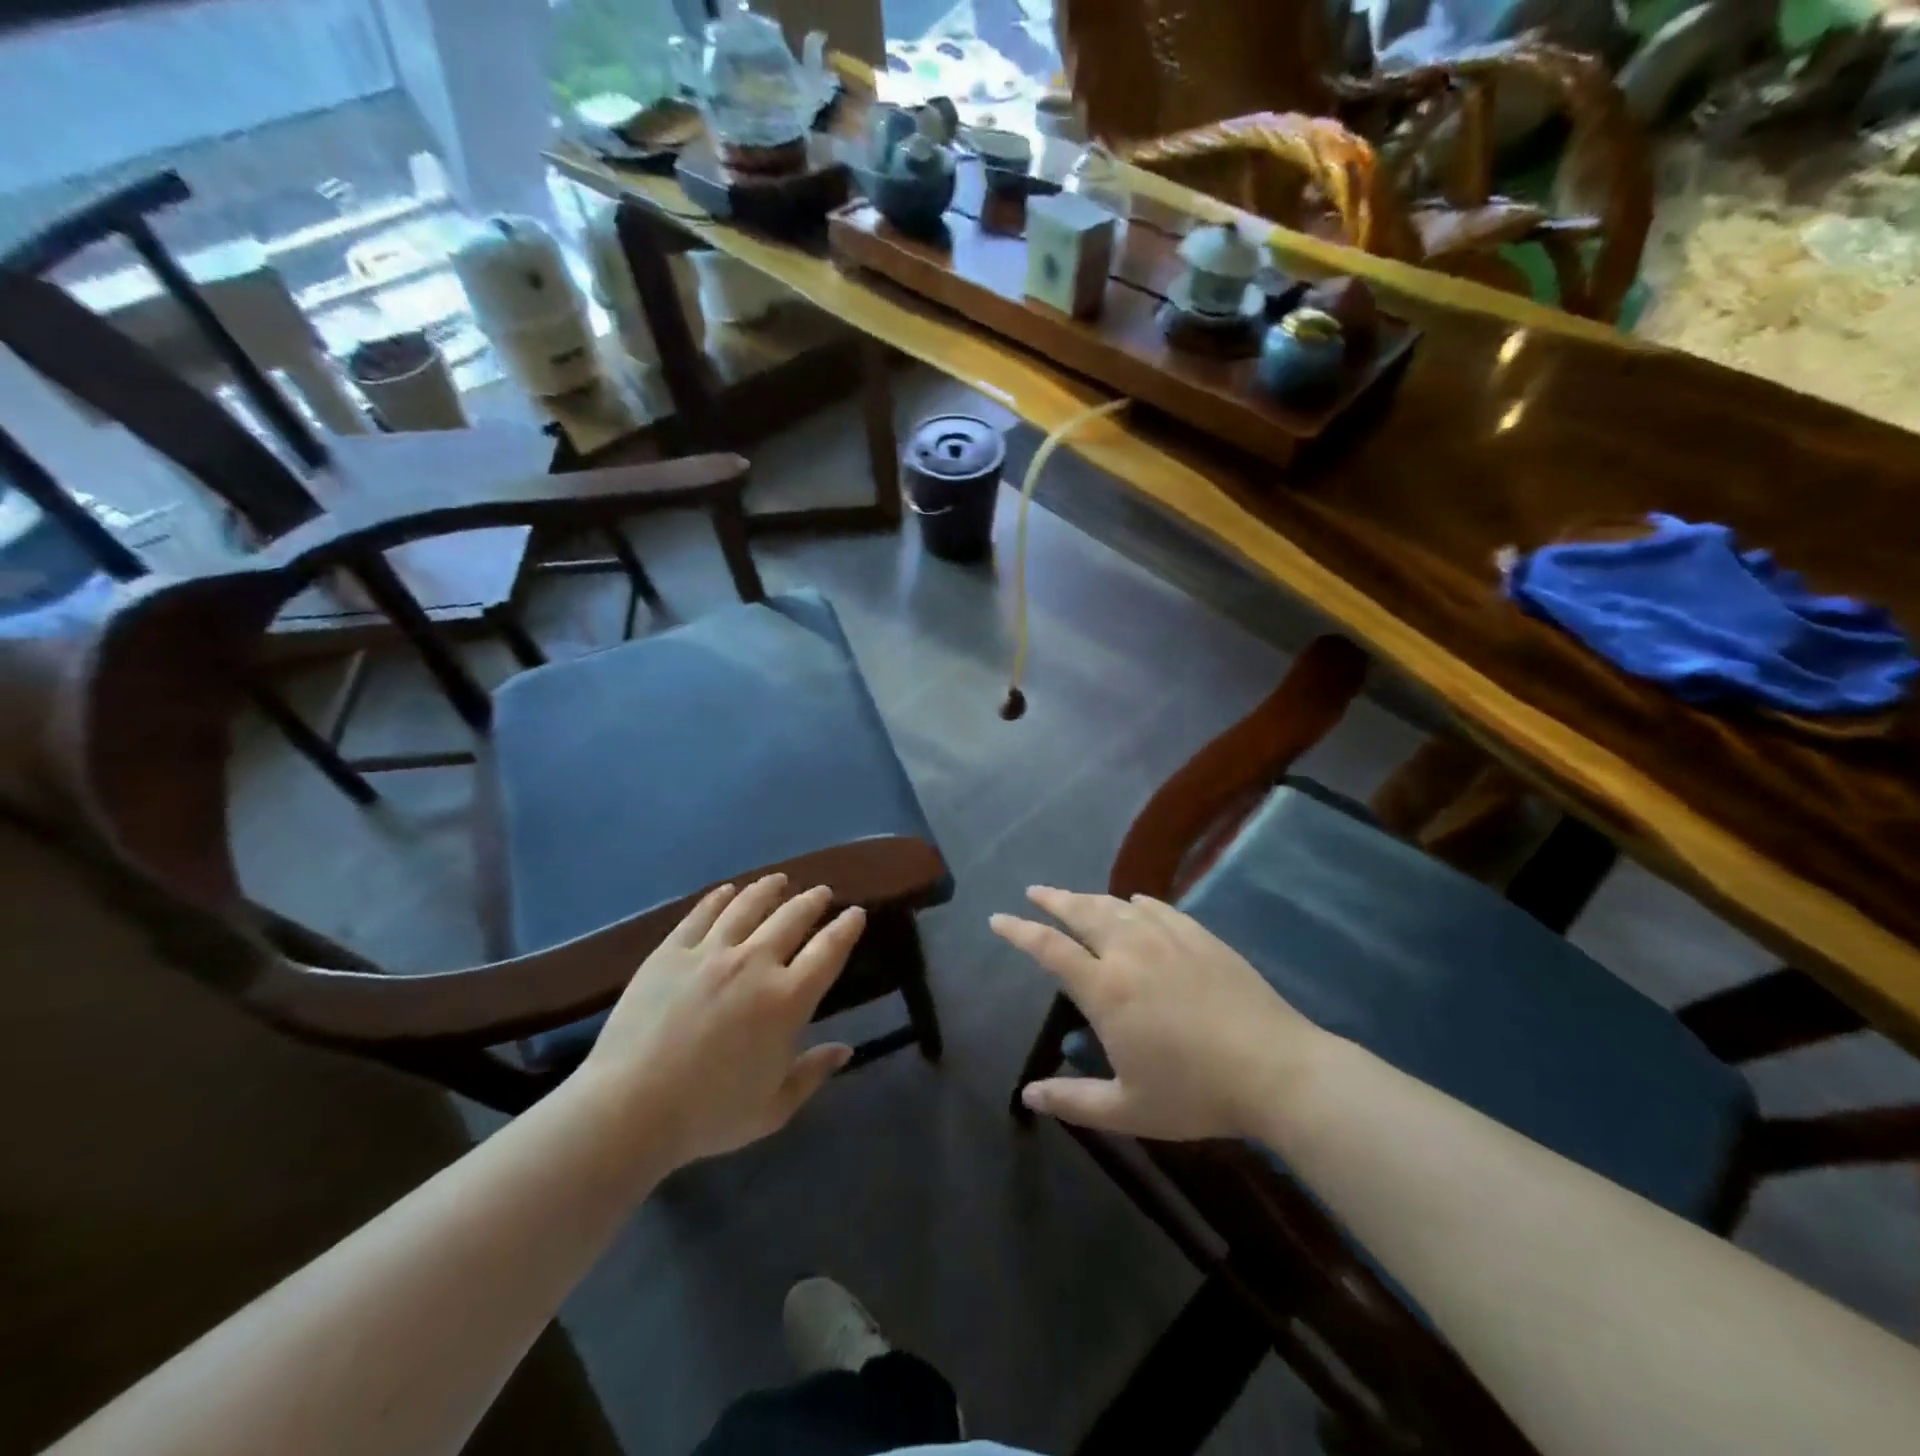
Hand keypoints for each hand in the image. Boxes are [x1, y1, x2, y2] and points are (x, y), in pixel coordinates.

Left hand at [576, 874, 862, 1167]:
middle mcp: (755, 964)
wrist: (628, 1109)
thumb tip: (846, 1050)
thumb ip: (813, 1073)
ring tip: (779, 880)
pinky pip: (701, 914)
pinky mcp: (671, 951)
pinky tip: (728, 891)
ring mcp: (710, 953)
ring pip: (748, 905)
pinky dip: (720, 898)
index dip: (846, 928)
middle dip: (812, 901)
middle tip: (821, 892)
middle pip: (792, 918)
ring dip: (769, 889)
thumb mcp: (773, 1108)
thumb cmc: (708, 1116)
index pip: (828, 951)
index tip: (855, 913)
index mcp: (787, 1000)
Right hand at [992, 887, 1327, 1140]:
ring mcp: (1167, 938)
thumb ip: (1073, 1100)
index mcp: (1105, 989)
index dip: (1019, 932)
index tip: (997, 919)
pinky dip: (1137, 903)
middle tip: (1034, 892)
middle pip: (1081, 912)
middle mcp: (1129, 951)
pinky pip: (1158, 908)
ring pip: (1117, 906)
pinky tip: (1135, 904)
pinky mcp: (1200, 936)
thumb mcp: (1128, 1109)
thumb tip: (1028, 1096)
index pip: (1049, 949)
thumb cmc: (1195, 1092)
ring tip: (1075, 898)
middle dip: (1052, 899)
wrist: (1275, 1069)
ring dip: (1090, 899)